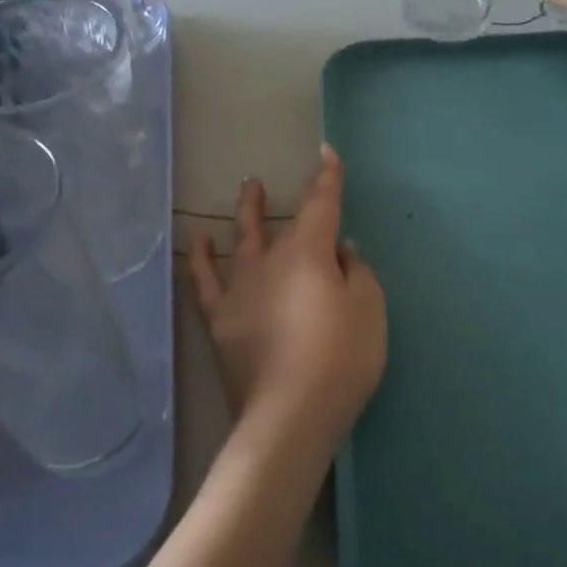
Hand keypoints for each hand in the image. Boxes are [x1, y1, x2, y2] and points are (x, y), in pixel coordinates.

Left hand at [189, 146, 386, 453]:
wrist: (290, 413)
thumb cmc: (341, 359)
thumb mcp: (368, 310)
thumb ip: (356, 273)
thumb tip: (340, 250)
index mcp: (310, 253)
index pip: (321, 205)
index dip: (326, 178)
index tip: (326, 153)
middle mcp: (271, 261)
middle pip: (283, 224)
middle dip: (287, 200)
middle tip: (276, 181)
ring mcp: (240, 289)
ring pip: (241, 240)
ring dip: (245, 212)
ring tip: (247, 190)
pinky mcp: (220, 319)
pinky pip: (205, 280)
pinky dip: (200, 258)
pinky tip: (198, 240)